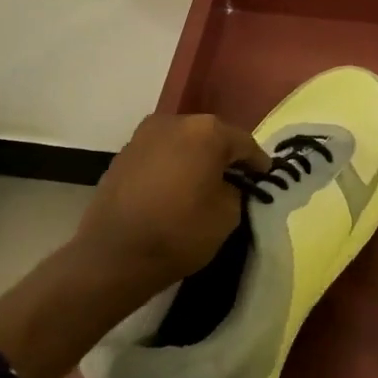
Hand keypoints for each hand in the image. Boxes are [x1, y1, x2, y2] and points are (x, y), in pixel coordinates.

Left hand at [74, 114, 269, 301]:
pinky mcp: (123, 153)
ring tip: (202, 186)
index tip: (264, 179)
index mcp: (207, 131)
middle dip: (224, 157)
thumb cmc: (179, 232)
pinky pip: (160, 154)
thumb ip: (237, 189)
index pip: (244, 143)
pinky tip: (174, 189)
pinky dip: (172, 166)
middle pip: (211, 136)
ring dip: (195, 159)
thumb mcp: (228, 215)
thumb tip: (230, 184)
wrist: (113, 256)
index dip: (257, 163)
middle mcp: (174, 121)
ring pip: (183, 143)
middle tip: (236, 181)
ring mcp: (144, 135)